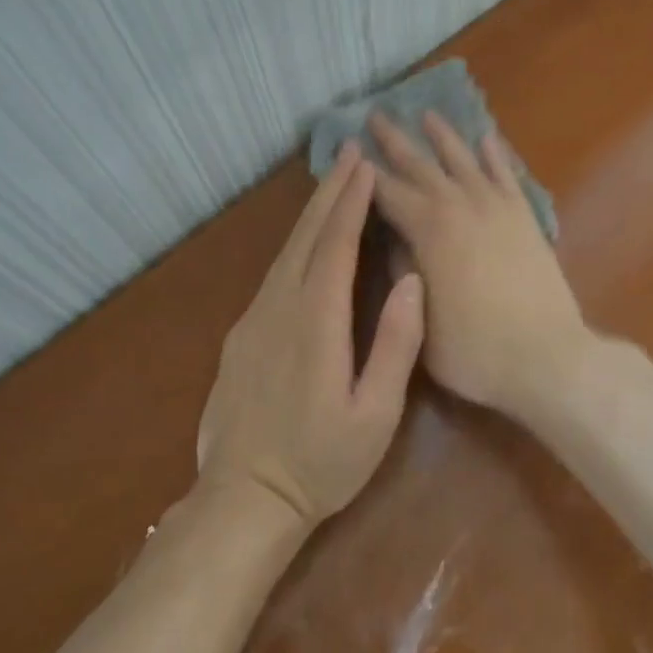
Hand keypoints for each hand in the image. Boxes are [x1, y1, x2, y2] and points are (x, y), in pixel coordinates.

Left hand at [197, 143, 424, 526]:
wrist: (244, 499)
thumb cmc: (322, 462)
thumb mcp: (375, 414)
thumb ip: (396, 344)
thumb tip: (411, 280)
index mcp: (316, 323)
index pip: (336, 246)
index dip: (352, 202)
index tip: (366, 166)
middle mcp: (280, 308)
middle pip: (306, 236)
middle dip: (330, 192)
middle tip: (350, 153)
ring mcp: (254, 319)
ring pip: (286, 251)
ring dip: (312, 213)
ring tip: (334, 183)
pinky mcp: (241, 334)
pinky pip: (274, 273)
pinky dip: (296, 243)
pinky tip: (307, 240)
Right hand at [368, 112, 591, 418]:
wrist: (546, 356)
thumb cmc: (473, 348)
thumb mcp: (420, 318)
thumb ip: (403, 271)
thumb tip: (393, 238)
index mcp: (428, 229)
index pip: (386, 192)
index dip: (364, 173)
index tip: (348, 153)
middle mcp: (459, 205)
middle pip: (420, 165)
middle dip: (395, 141)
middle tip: (376, 116)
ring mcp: (496, 207)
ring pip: (463, 160)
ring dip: (443, 136)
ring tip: (427, 114)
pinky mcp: (524, 217)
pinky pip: (506, 174)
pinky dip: (495, 154)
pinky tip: (486, 138)